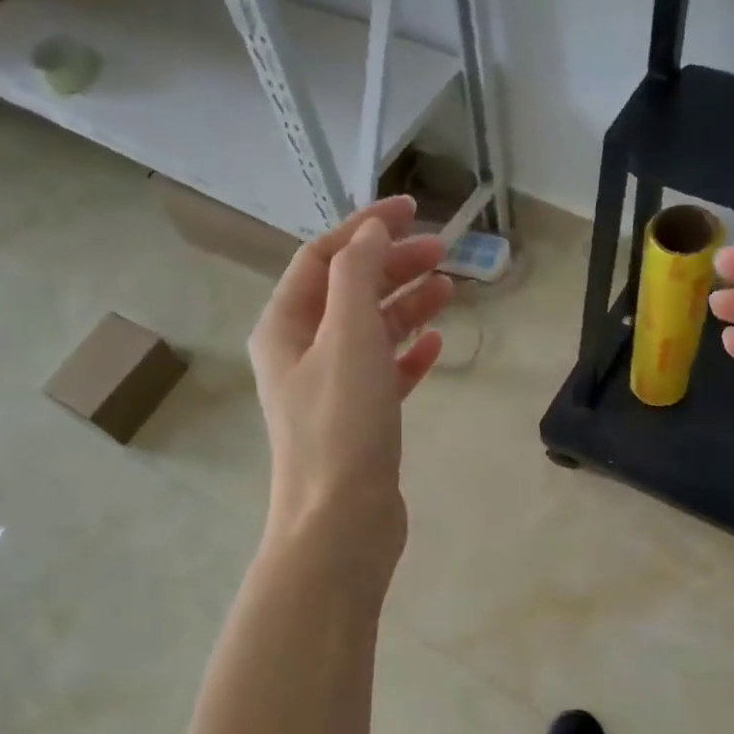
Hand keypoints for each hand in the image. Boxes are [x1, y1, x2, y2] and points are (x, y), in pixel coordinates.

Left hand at [248, 195, 452, 569]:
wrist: (341, 523)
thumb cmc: (341, 427)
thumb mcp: (348, 337)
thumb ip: (358, 275)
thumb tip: (371, 232)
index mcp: (285, 327)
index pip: (323, 257)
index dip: (365, 227)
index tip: (413, 209)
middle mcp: (302, 353)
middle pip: (349, 291)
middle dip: (393, 265)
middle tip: (444, 253)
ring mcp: (331, 390)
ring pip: (370, 332)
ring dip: (406, 306)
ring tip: (449, 290)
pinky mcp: (359, 422)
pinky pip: (385, 373)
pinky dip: (409, 355)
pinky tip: (437, 345)